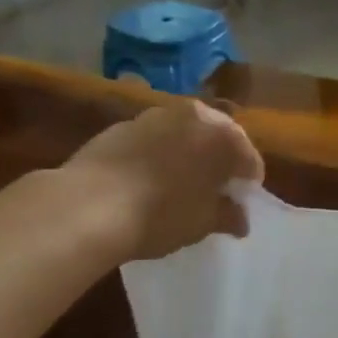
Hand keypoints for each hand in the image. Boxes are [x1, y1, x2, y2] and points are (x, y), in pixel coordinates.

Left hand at [60, 99, 265, 263]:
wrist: (88, 206)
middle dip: (219, 161)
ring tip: (178, 183)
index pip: (249, 161)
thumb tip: (240, 219)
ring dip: (188, 153)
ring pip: (184, 134)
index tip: (238, 205)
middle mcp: (194, 115)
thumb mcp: (204, 222)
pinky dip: (157, 153)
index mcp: (224, 136)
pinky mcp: (121, 124)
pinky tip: (146, 179)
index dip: (247, 184)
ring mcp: (155, 115)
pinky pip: (153, 139)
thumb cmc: (161, 214)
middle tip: (213, 190)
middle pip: (218, 138)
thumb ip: (228, 216)